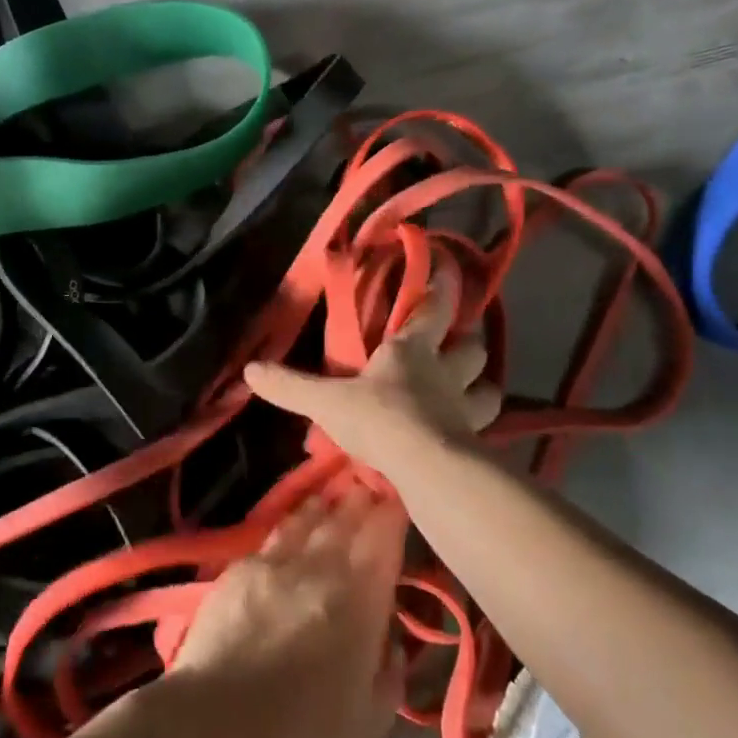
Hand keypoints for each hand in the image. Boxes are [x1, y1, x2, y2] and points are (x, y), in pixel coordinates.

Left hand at [163, 487, 408, 737]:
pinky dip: (292, 522)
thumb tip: (391, 642)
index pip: (383, 539)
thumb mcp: (370, 724)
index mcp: (361, 600)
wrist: (215, 727)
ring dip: (326, 505)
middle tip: (369, 487)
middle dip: (361, 500)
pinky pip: (275, 533)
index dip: (392, 515)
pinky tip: (295, 521)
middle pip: (346, 519)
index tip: (398, 501)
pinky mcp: (240, 568)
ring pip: (308, 519)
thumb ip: (390, 675)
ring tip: (335, 494)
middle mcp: (321, 567)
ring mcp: (277, 562)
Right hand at [242, 270, 501, 476]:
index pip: (434, 309)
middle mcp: (445, 372)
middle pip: (472, 348)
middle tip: (460, 343)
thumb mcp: (326, 402)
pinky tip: (470, 436)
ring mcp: (465, 408)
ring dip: (481, 387)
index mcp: (411, 350)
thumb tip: (250, 370)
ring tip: (470, 391)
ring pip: (487, 389)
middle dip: (468, 342)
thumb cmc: (379, 418)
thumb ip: (291, 386)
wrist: (425, 467)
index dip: (442, 289)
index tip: (449, 271)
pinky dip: (479, 429)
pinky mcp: (475, 442)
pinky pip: (484, 430)